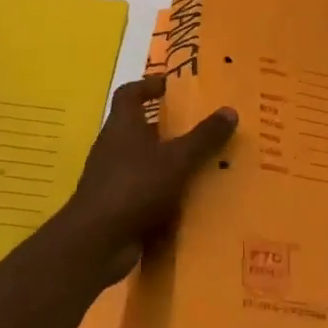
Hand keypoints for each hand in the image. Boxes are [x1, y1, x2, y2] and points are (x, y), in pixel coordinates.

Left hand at [60, 76, 237, 283]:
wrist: (96, 243)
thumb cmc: (135, 187)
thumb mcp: (177, 159)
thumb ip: (204, 137)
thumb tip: (230, 110)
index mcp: (122, 126)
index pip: (129, 94)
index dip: (147, 85)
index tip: (170, 86)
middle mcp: (113, 147)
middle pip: (138, 127)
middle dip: (166, 126)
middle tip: (198, 126)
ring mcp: (111, 179)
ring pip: (143, 161)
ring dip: (167, 162)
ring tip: (201, 164)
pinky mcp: (116, 207)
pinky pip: (144, 191)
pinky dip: (163, 193)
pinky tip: (188, 201)